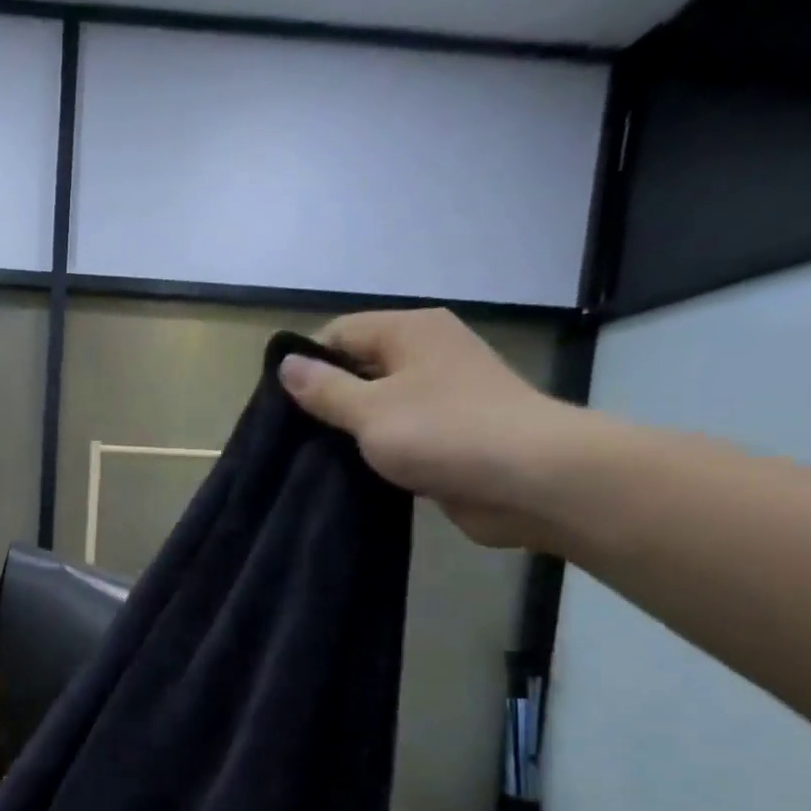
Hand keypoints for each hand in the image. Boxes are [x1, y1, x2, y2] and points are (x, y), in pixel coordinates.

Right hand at [277, 308, 584, 549]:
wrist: (531, 479)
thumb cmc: (444, 432)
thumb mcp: (370, 410)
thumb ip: (325, 389)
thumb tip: (287, 364)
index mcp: (410, 331)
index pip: (340, 332)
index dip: (306, 363)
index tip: (278, 404)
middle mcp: (427, 354)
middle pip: (359, 366)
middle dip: (325, 399)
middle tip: (290, 437)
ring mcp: (442, 395)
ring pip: (378, 404)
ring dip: (350, 429)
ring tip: (311, 458)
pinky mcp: (450, 435)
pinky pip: (399, 434)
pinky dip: (376, 449)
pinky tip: (350, 472)